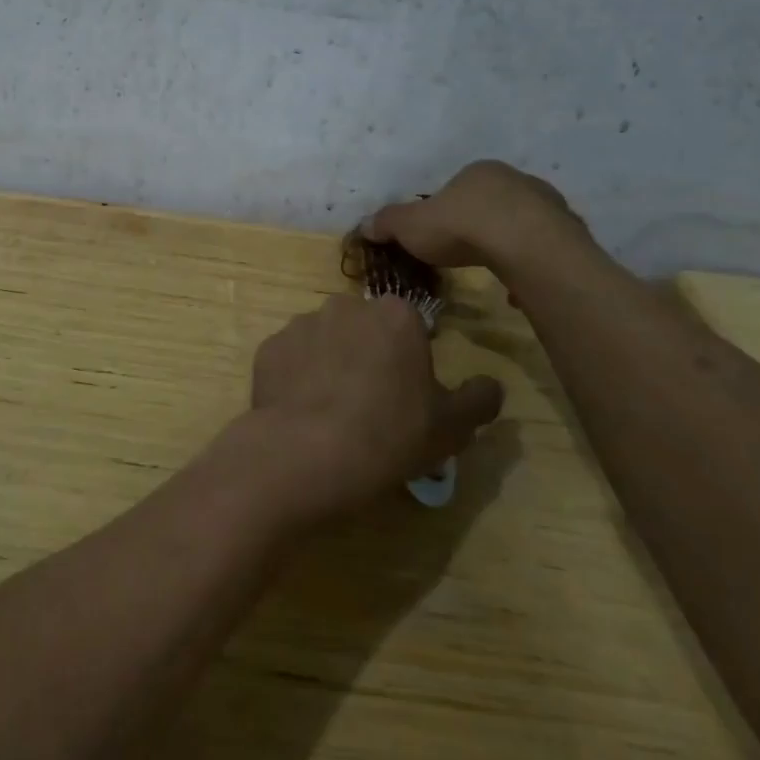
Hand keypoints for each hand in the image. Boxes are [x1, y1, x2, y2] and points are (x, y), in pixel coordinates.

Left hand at [224, 294, 503, 525]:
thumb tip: (491, 386)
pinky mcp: (268, 348)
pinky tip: (302, 412)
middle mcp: (345, 306)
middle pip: (363, 329)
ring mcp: (301, 324)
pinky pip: (290, 359)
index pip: (409, 326)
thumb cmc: (390, 434)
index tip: (407, 392)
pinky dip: (296, 378)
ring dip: (330, 364)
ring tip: (331, 411)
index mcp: (395, 315)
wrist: (306, 453)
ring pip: (324, 341)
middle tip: (370, 402)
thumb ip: (479, 399)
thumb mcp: (451, 426)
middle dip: (368, 354)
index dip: (410, 358)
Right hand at [367, 160, 589, 275]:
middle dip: (478, 225)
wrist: (526, 246)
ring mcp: (549, 206)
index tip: (436, 235)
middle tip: (462, 252)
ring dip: (506, 243)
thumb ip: (388, 223)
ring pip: (520, 224)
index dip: (443, 211)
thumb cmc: (462, 226)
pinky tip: (517, 286)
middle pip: (491, 203)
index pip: (457, 188)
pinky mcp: (569, 234)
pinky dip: (528, 264)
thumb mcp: (411, 226)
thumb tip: (364, 225)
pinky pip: (542, 249)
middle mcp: (517, 180)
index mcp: (480, 172)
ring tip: (491, 271)